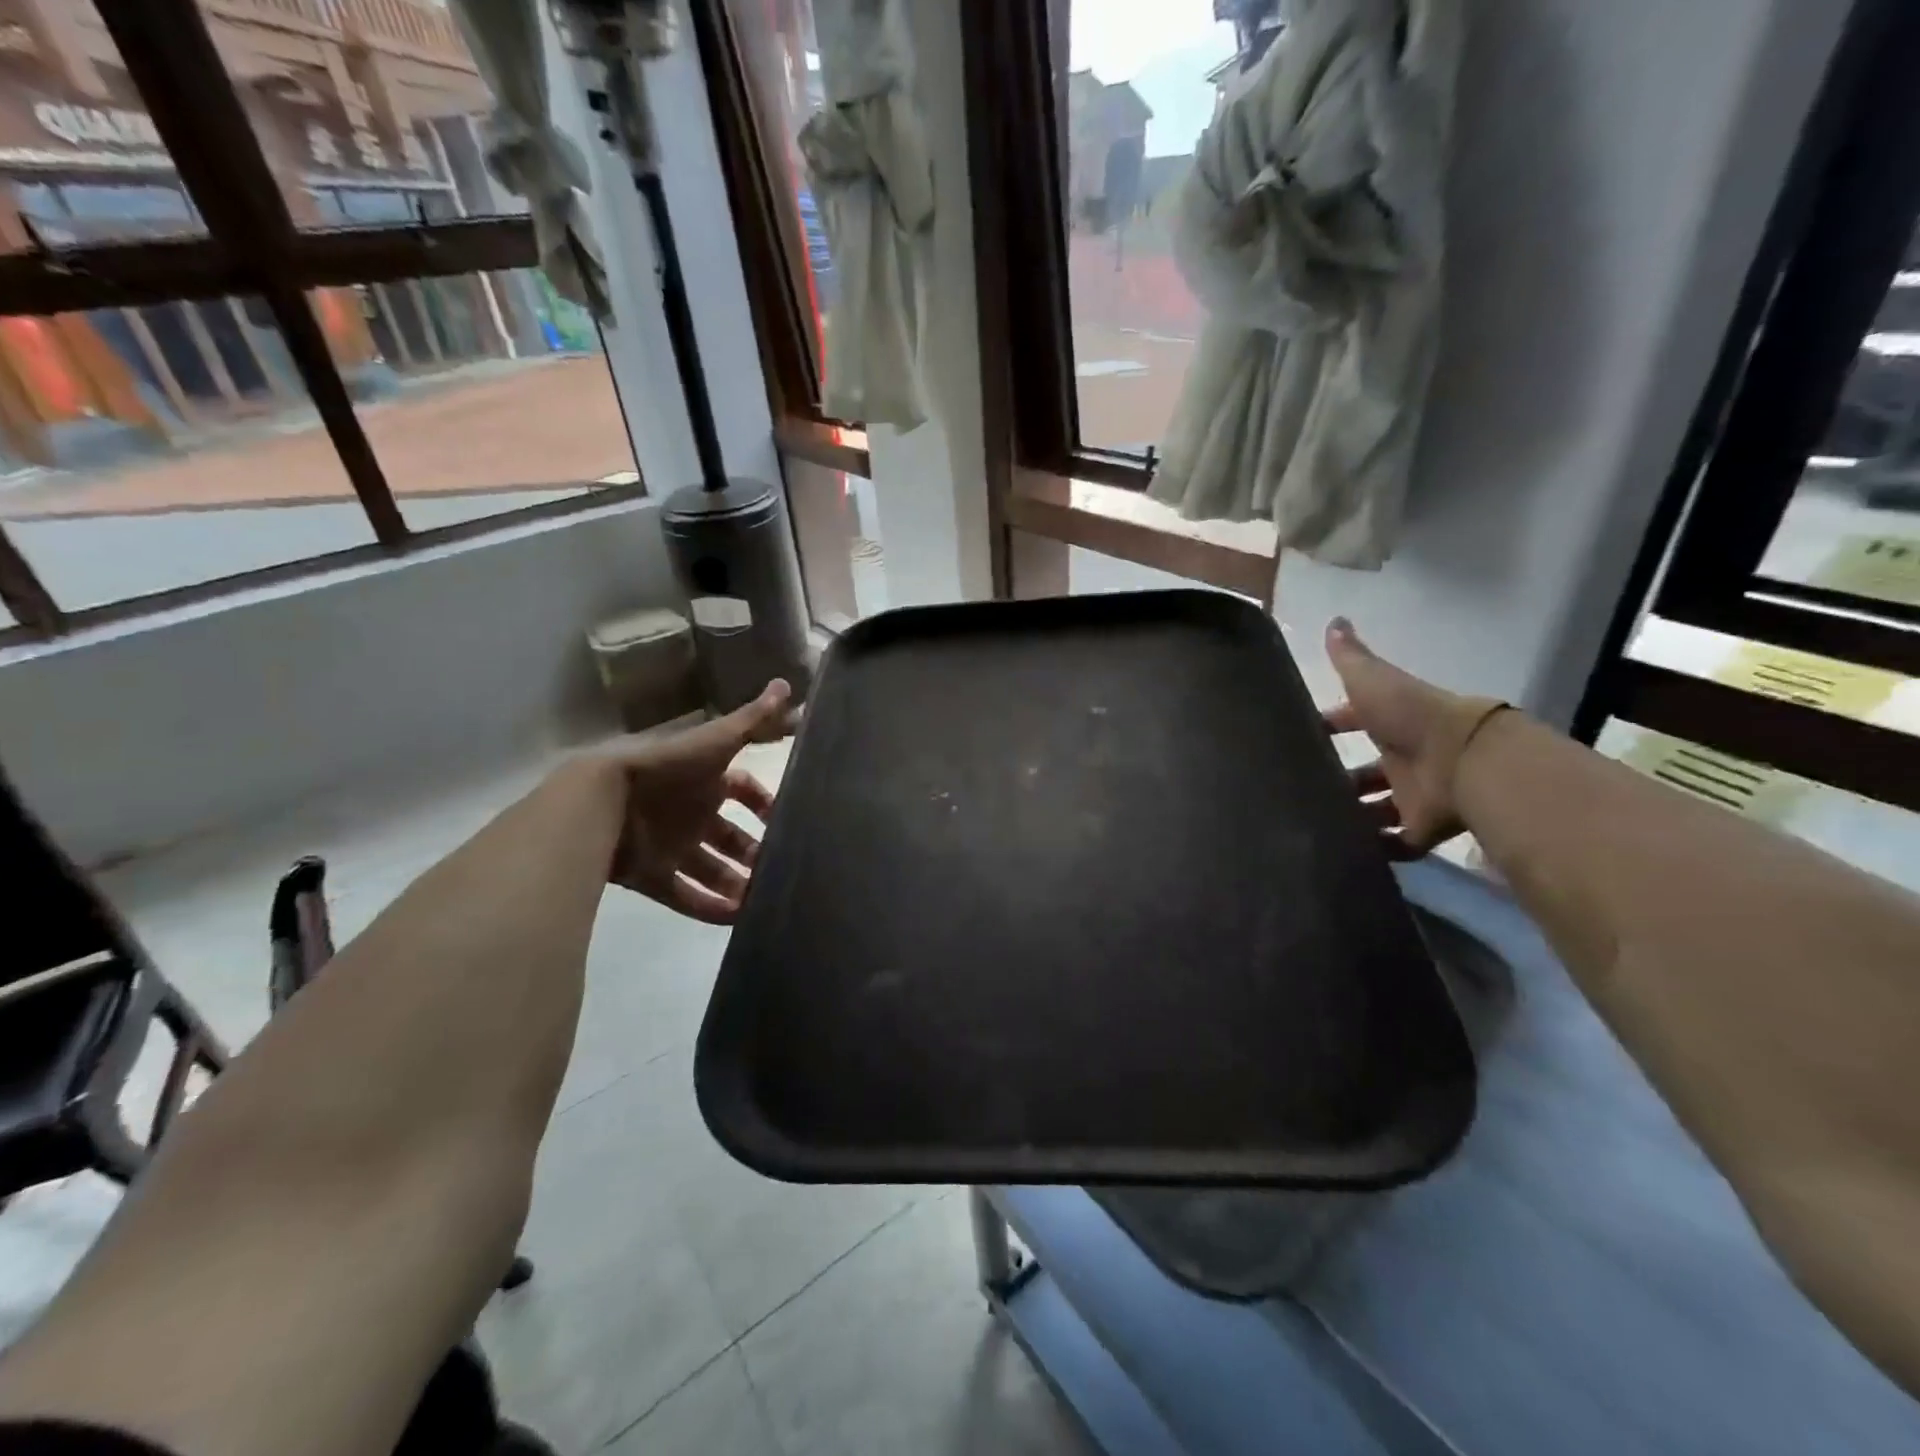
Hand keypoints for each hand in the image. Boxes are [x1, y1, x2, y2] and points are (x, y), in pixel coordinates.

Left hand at [602, 680, 794, 923]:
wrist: (599, 801)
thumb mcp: (715, 742)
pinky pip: (684, 895)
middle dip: (753, 850)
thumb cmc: (665, 767)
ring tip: (762, 899)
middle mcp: (690, 812)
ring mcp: (669, 845)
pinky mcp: (651, 875)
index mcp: (704, 779)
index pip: (743, 789)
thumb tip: (788, 685)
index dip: (763, 801)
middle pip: (729, 834)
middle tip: (778, 867)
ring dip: (736, 884)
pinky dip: (708, 908)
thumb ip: (753, 721)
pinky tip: (736, 919)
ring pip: (710, 869)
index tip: (785, 818)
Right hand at [1323, 619, 1507, 858]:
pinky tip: (1344, 850)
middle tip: (1300, 789)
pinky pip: (1396, 843)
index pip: (1354, 721)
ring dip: (1352, 816)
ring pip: (1377, 808)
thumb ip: (1351, 657)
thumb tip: (1334, 619)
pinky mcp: (1422, 829)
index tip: (1300, 736)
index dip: (1331, 725)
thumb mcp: (1373, 680)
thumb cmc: (1411, 717)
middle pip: (1365, 772)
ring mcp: (1414, 796)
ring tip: (1314, 823)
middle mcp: (1402, 759)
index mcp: (1390, 723)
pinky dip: (1376, 848)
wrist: (1464, 761)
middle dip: (1339, 780)